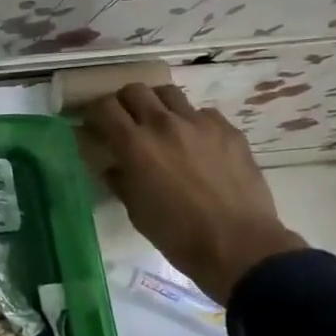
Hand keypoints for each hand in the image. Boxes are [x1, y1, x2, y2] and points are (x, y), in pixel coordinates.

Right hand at [82, 85, 305, 305]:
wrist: (239, 245)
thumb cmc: (178, 234)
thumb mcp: (136, 211)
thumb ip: (120, 180)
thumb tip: (114, 167)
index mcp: (135, 145)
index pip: (105, 107)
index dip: (95, 113)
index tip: (96, 125)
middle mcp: (164, 124)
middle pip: (134, 90)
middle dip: (124, 102)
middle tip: (126, 122)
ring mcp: (199, 123)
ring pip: (169, 93)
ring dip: (157, 105)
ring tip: (160, 125)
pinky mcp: (228, 130)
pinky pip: (202, 113)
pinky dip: (192, 122)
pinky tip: (196, 144)